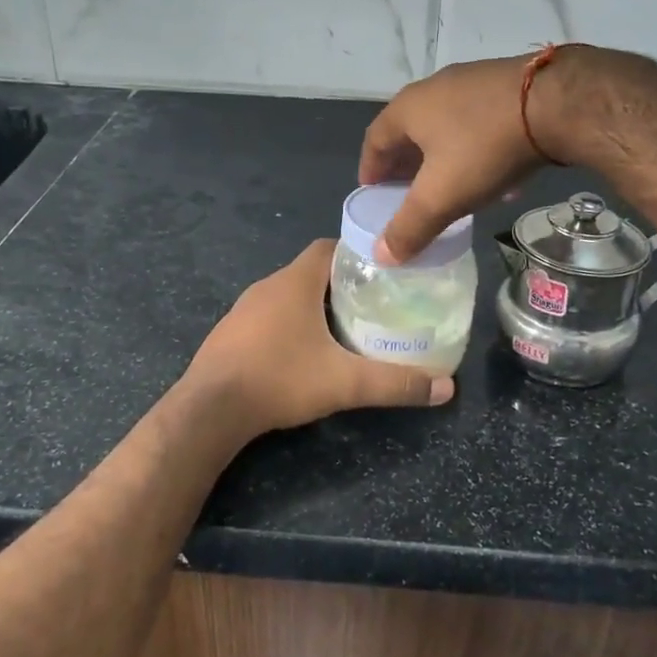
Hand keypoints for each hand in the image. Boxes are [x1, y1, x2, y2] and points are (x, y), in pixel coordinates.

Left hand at [183, 240, 453, 438]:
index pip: (329, 247)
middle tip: (373, 306)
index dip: (356, 254)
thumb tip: (447, 388)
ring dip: (313, 305)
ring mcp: (243, 309)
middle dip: (342, 284)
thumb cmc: (280, 379)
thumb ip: (396, 383)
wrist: (210, 409)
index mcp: (294, 282)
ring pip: (288, 295)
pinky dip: (288, 324)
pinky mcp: (230, 333)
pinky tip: (302, 352)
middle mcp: (267, 286)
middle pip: (311, 272)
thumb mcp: (345, 383)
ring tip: (344, 329)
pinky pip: (267, 316)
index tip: (382, 273)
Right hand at [359, 56, 547, 262]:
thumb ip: (409, 228)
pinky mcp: (506, 83)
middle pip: (409, 131)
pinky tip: (496, 174)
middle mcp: (434, 88)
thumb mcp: (442, 196)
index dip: (371, 169)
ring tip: (451, 187)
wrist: (557, 102)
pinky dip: (475, 148)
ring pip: (446, 126)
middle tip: (409, 193)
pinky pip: (479, 121)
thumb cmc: (485, 148)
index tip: (373, 192)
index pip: (374, 139)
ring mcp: (472, 81)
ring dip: (442, 157)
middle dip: (407, 164)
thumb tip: (381, 255)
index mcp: (408, 108)